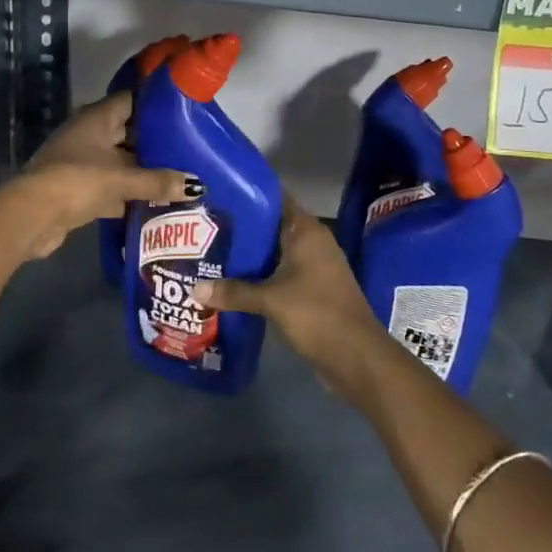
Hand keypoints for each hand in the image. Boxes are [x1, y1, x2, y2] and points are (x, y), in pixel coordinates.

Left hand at [0, 93, 195, 259]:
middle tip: (191, 148)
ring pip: (121, 162)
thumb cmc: (77, 181)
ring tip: (180, 176)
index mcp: (96, 118)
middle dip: (155, 142)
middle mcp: (89, 135)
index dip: (155, 103)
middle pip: (128, 132)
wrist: (31, 216)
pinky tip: (156, 203)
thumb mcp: (121, 179)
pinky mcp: (79, 190)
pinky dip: (130, 194)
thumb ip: (158, 181)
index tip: (184, 110)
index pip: (131, 100)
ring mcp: (82, 162)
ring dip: (144, 171)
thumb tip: (196, 186)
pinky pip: (112, 187)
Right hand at [193, 197, 388, 395]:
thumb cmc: (316, 314)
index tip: (216, 194)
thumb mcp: (271, 300)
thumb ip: (233, 292)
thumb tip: (194, 289)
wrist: (357, 357)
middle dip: (241, 228)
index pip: (274, 198)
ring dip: (249, 256)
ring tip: (210, 253)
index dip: (247, 194)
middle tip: (204, 226)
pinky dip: (260, 276)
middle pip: (271, 226)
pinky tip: (232, 283)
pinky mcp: (312, 290)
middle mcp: (312, 242)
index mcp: (306, 231)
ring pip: (274, 252)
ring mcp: (314, 266)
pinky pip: (280, 273)